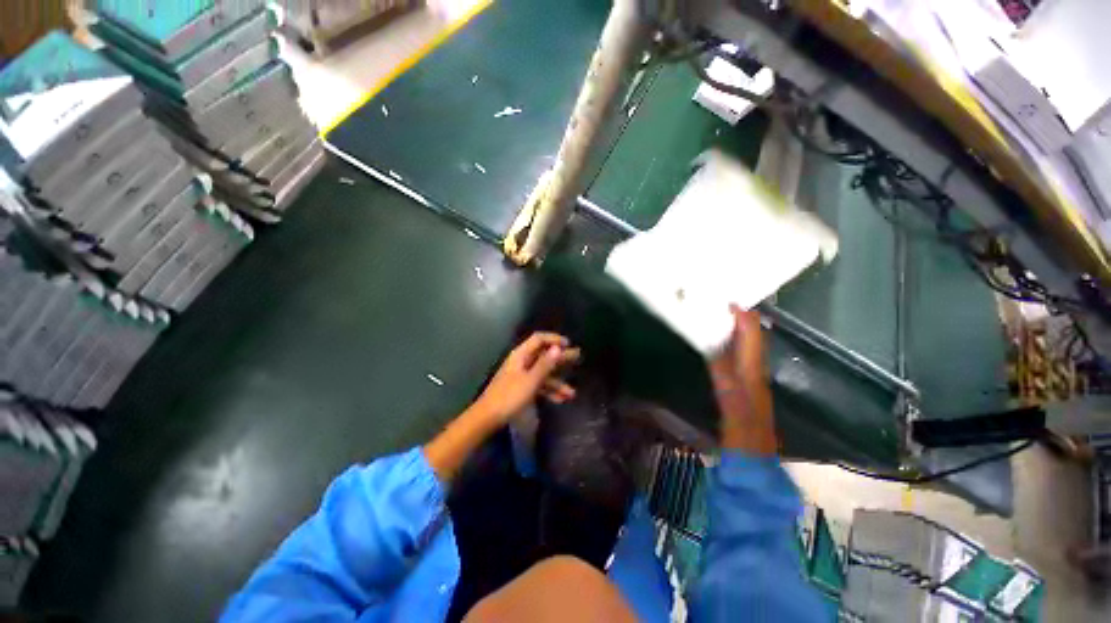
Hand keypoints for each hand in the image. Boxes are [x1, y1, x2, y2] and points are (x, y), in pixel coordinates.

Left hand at [473, 332, 579, 425]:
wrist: (487, 418)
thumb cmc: (509, 396)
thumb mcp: (531, 380)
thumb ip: (545, 364)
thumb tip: (558, 348)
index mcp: (521, 355)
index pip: (539, 339)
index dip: (554, 339)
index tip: (569, 344)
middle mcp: (521, 362)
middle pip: (543, 355)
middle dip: (560, 358)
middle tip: (578, 357)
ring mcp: (521, 376)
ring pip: (543, 374)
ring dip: (557, 382)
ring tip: (572, 393)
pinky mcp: (520, 388)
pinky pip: (538, 385)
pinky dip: (548, 392)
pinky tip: (560, 401)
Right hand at [708, 305, 776, 453]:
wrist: (752, 463)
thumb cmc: (744, 439)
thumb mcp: (734, 410)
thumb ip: (725, 383)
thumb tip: (712, 354)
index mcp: (753, 375)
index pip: (752, 340)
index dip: (744, 319)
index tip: (728, 301)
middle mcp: (754, 374)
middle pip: (752, 341)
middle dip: (741, 321)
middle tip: (721, 304)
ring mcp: (749, 382)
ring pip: (746, 349)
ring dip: (736, 332)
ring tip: (718, 318)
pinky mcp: (741, 390)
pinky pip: (737, 360)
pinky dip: (729, 347)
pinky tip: (717, 346)